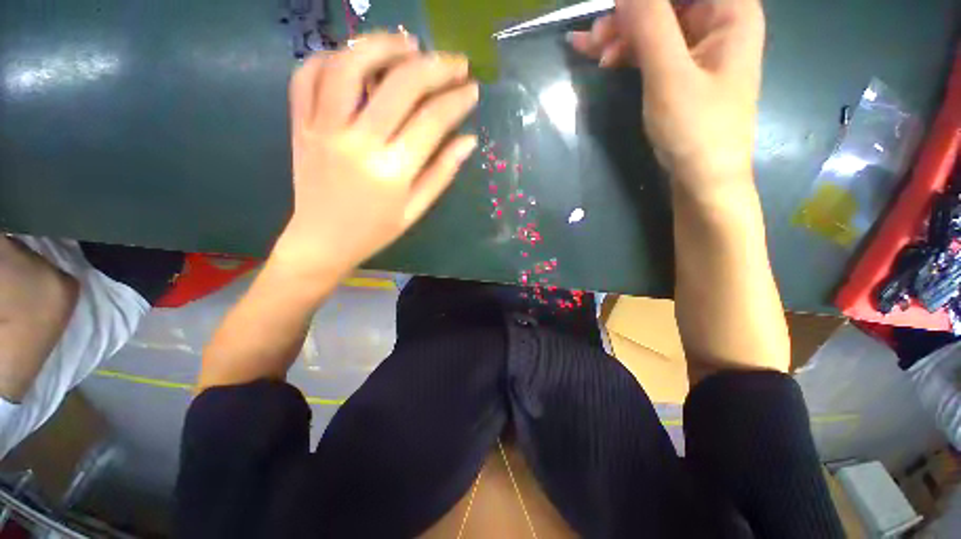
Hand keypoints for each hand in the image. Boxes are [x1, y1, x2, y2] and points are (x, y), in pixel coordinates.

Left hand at [272, 33, 479, 282]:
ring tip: (409, 43)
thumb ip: (442, 173)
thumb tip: (468, 140)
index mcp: (392, 170)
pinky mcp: (300, 124)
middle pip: (400, 85)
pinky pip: (307, 75)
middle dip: (435, 66)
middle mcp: (357, 141)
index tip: (472, 89)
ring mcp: (323, 128)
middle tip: (456, 62)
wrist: (321, 241)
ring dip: (383, 45)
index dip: (457, 100)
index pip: (432, 121)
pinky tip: (355, 59)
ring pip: (349, 65)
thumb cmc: (375, 231)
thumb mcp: (415, 210)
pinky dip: (332, 57)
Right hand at [569, 0, 765, 195]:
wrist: (702, 178)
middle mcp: (718, 21)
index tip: (614, 8)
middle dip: (629, 14)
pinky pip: (651, 48)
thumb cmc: (695, 129)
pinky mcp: (682, 70)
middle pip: (667, 2)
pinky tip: (603, 58)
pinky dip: (627, 52)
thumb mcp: (669, 76)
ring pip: (655, 24)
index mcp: (730, 12)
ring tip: (589, 49)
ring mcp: (699, 47)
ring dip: (622, 33)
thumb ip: (650, 25)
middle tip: (594, 36)